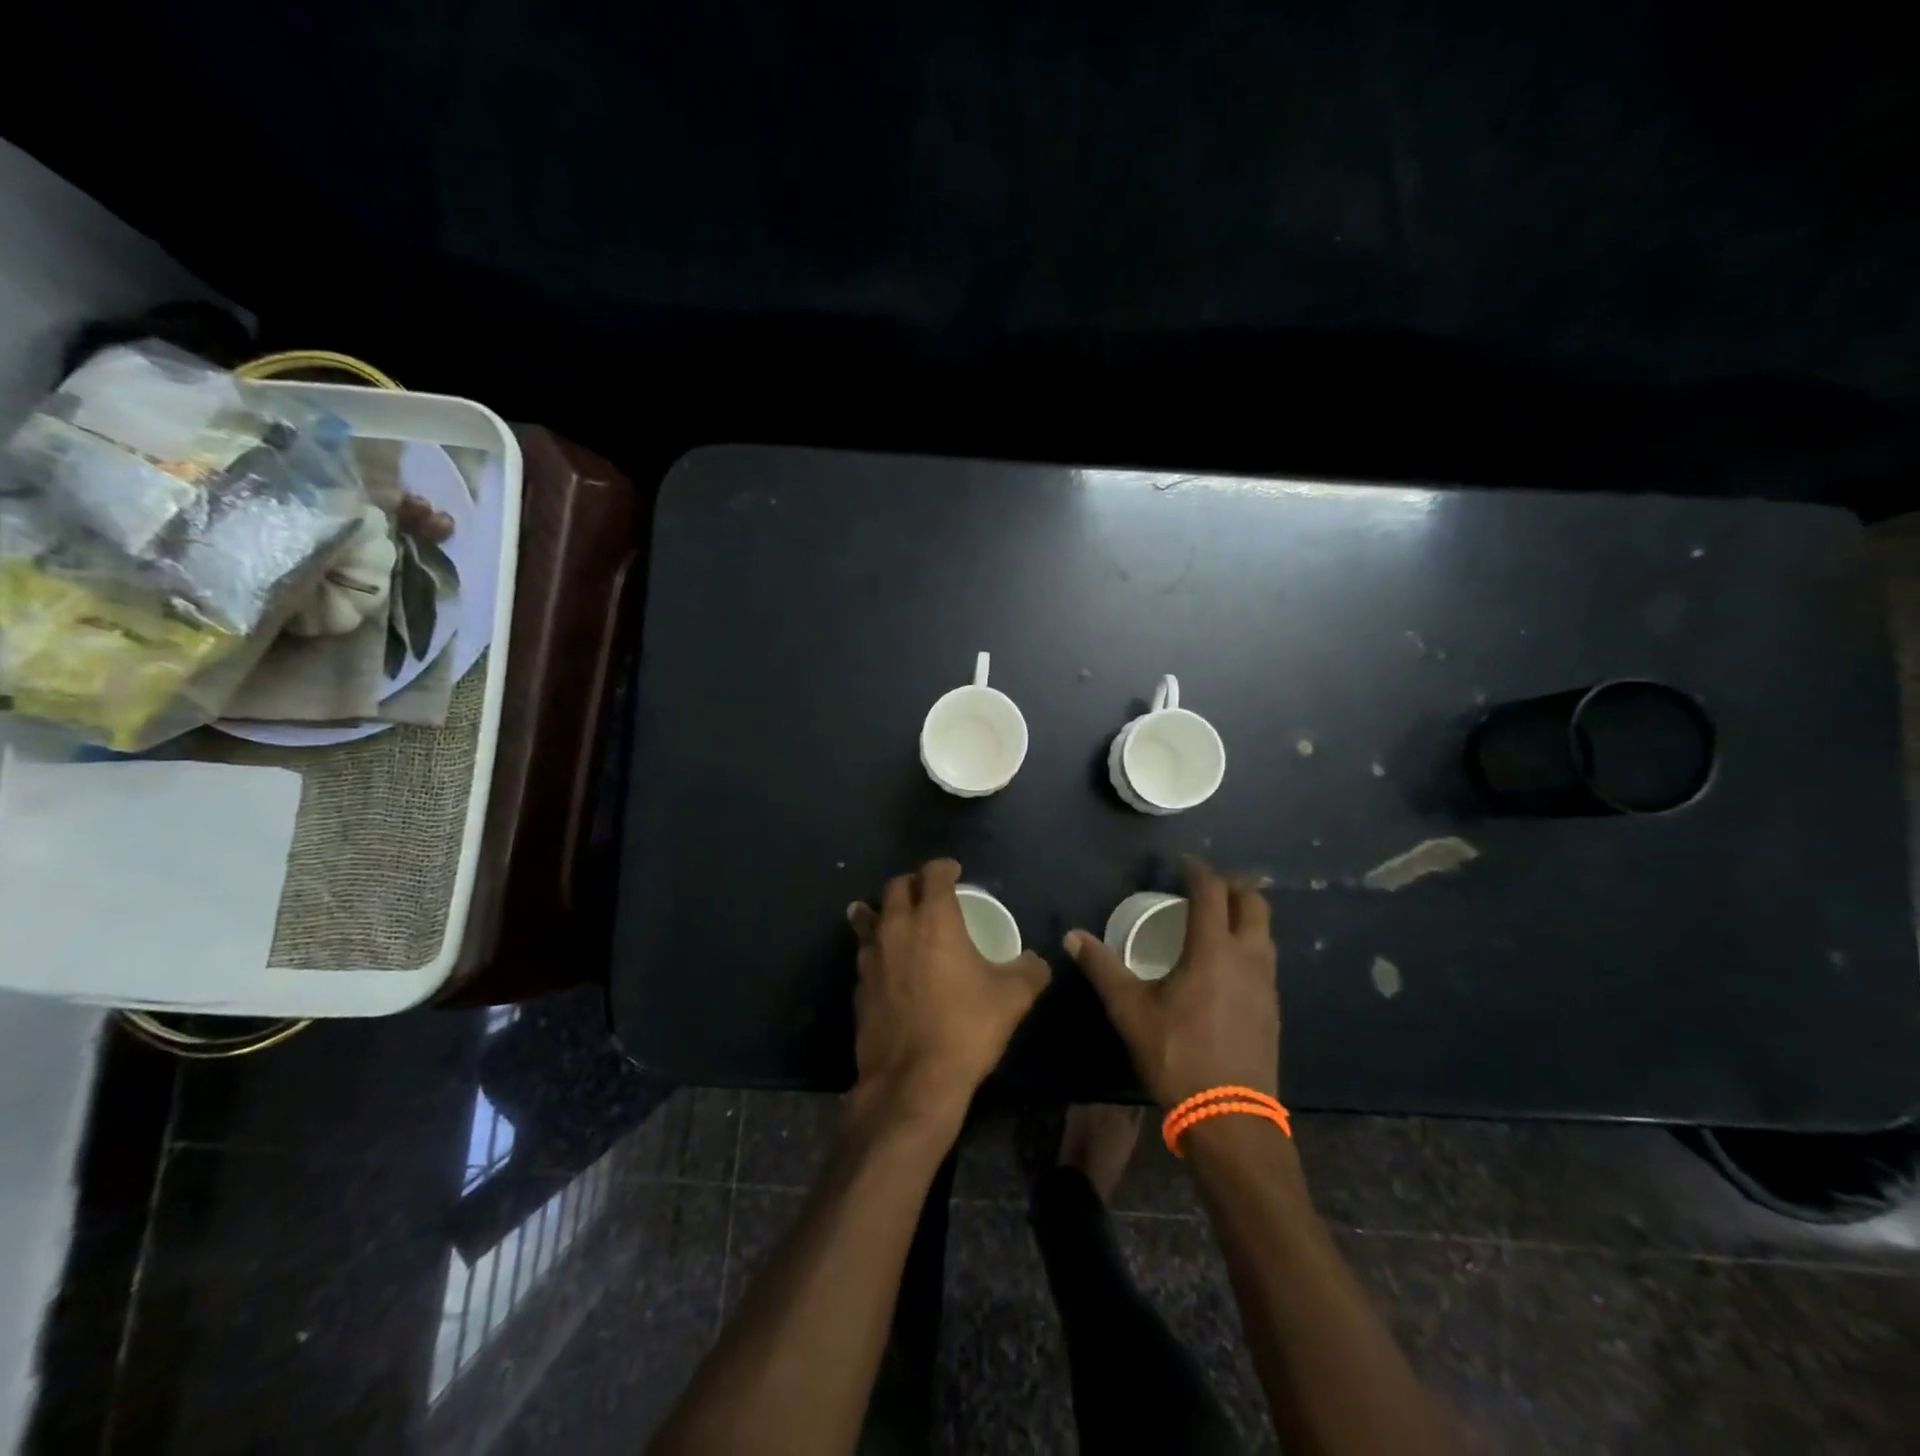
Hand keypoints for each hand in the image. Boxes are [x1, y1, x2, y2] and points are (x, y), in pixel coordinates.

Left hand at [846, 859, 1050, 1130]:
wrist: (912, 1080)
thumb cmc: (966, 1027)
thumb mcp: (1012, 997)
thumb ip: (1029, 971)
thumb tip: (1037, 961)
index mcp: (934, 919)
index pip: (933, 874)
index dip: (944, 867)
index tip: (954, 870)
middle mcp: (897, 927)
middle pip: (896, 888)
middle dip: (913, 883)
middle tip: (927, 891)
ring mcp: (871, 956)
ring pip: (870, 916)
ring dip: (882, 910)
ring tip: (890, 912)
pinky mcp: (858, 986)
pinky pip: (864, 952)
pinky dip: (874, 946)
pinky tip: (884, 960)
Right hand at [1066, 856, 1278, 1107]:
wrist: (1230, 1117)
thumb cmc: (1176, 1054)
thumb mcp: (1130, 1010)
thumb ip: (1102, 968)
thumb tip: (1072, 937)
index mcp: (1213, 950)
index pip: (1211, 892)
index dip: (1198, 871)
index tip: (1183, 862)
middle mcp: (1247, 957)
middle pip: (1253, 903)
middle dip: (1232, 885)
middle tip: (1205, 884)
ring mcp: (1266, 983)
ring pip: (1264, 932)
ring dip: (1244, 914)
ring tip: (1217, 918)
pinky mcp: (1272, 1007)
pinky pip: (1265, 958)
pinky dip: (1248, 943)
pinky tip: (1226, 963)